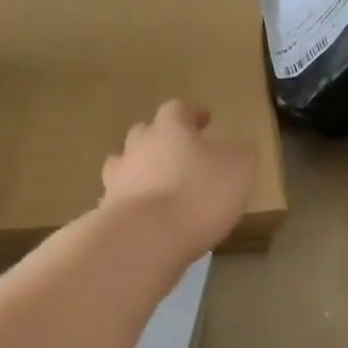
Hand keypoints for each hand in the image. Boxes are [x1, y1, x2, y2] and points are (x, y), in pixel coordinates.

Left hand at [100, 100, 257, 260]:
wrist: (145, 239)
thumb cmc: (199, 195)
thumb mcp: (238, 170)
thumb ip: (240, 154)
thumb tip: (239, 148)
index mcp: (169, 128)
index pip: (177, 109)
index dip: (192, 113)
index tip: (205, 119)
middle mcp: (137, 146)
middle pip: (145, 133)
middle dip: (161, 140)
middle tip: (180, 153)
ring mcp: (117, 178)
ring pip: (126, 164)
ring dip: (141, 170)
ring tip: (158, 185)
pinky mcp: (107, 210)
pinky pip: (120, 199)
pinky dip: (133, 202)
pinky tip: (147, 217)